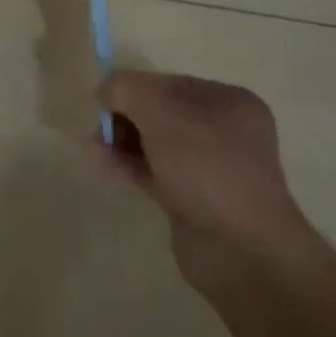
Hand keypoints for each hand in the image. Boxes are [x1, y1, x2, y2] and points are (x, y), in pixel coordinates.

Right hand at [100, 71, 311, 293]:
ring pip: (156, 143)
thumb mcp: (160, 113)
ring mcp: (211, 169)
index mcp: (230, 102)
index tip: (104, 100)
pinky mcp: (194, 201)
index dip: (134, 87)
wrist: (242, 253)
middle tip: (99, 126)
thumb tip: (105, 90)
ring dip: (123, 140)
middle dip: (126, 115)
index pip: (170, 83)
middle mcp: (225, 132)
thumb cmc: (207, 168)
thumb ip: (126, 90)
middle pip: (161, 112)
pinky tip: (102, 161)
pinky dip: (129, 164)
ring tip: (93, 145)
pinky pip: (156, 172)